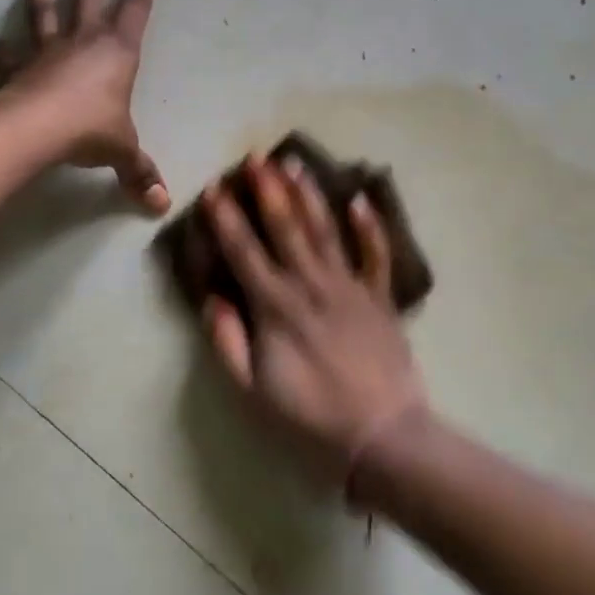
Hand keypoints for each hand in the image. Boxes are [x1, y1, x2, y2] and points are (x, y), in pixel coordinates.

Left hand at [0, 0, 169, 213]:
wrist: (39, 127)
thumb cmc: (92, 128)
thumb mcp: (123, 151)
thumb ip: (140, 173)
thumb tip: (161, 205)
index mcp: (117, 52)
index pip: (134, 14)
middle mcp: (83, 42)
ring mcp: (48, 52)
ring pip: (45, 17)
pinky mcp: (20, 69)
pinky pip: (9, 58)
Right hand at [201, 155, 427, 491]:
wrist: (383, 437)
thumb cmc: (310, 419)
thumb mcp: (253, 393)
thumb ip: (228, 343)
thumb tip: (211, 298)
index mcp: (276, 307)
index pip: (244, 251)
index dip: (225, 218)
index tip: (214, 188)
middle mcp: (311, 285)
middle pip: (286, 227)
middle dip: (268, 189)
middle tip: (256, 156)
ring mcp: (350, 287)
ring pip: (325, 231)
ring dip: (308, 195)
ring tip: (294, 163)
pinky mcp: (380, 298)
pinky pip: (375, 255)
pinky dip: (369, 227)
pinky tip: (359, 200)